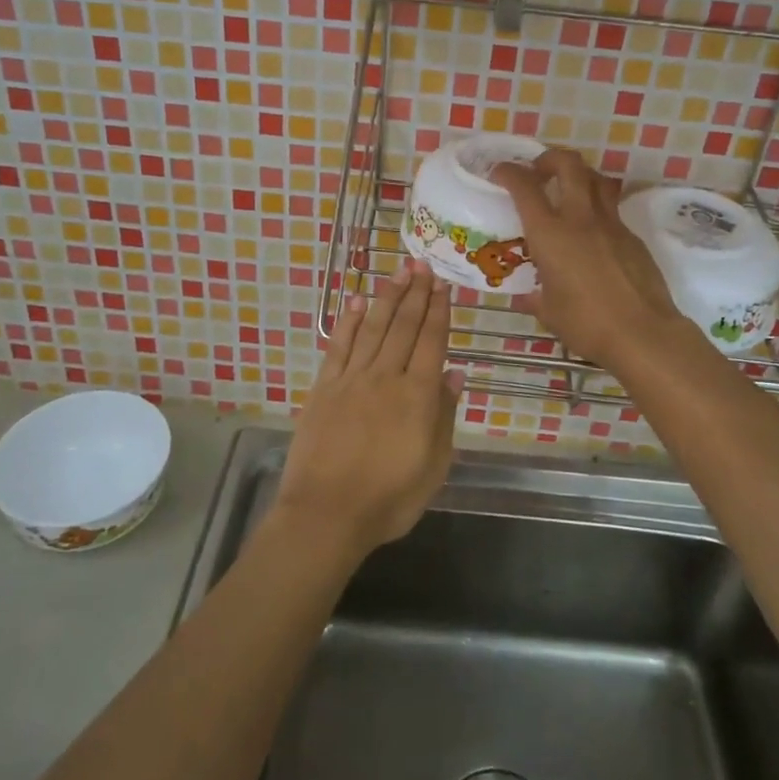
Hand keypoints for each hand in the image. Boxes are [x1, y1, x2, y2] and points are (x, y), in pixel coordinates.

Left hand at [274, 260, 462, 561]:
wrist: (326, 514)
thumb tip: (454, 372)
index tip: (443, 284)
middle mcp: (386, 377)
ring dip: (387, 297)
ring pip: (373, 328)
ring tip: (398, 272)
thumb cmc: (389, 499)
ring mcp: (351, 379)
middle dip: (416, 293)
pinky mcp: (324, 388)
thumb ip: (444, 415)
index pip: (432, 341)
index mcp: (417, 396)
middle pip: (404, 326)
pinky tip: (357, 302)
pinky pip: (339, 346)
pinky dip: (349, 322)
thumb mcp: (434, 466)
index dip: (439, 311)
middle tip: (422, 264)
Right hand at [493, 149, 688, 367]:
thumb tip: (528, 297)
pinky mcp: (632, 237)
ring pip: (596, 180)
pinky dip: (597, 210)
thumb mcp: (550, 312)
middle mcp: (580, 219)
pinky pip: (612, 210)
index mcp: (550, 234)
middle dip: (549, 158)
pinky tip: (592, 234)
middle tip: (539, 171)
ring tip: (568, 191)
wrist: (643, 333)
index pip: (525, 187)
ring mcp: (611, 224)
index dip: (509, 172)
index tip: (500, 172)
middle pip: (568, 165)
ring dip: (579, 175)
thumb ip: (535, 298)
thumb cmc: (587, 324)